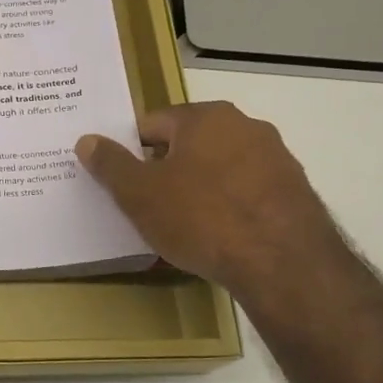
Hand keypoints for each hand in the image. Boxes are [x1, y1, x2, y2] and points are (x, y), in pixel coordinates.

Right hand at [76, 102, 360, 322]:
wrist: (284, 264)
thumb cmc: (202, 218)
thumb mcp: (140, 194)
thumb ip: (111, 164)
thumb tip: (87, 140)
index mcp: (205, 117)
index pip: (152, 123)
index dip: (131, 152)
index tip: (122, 182)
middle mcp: (245, 126)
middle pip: (188, 144)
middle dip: (165, 171)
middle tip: (146, 205)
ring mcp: (276, 158)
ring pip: (219, 169)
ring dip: (198, 189)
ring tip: (181, 227)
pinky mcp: (295, 192)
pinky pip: (246, 194)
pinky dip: (228, 208)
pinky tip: (217, 238)